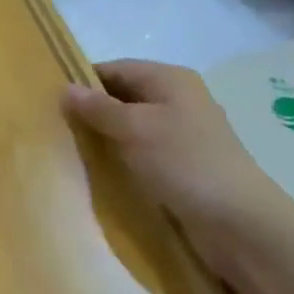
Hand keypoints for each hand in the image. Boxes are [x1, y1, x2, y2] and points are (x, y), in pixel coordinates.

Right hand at [63, 59, 293, 279]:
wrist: (241, 225)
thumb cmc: (184, 163)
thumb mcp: (134, 129)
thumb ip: (98, 108)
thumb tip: (66, 88)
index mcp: (170, 79)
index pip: (115, 68)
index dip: (84, 81)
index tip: (52, 101)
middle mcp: (179, 99)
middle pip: (124, 95)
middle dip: (93, 110)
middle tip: (57, 127)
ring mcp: (184, 133)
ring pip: (133, 126)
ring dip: (107, 137)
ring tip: (73, 149)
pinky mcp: (185, 164)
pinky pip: (145, 151)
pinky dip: (124, 157)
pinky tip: (103, 171)